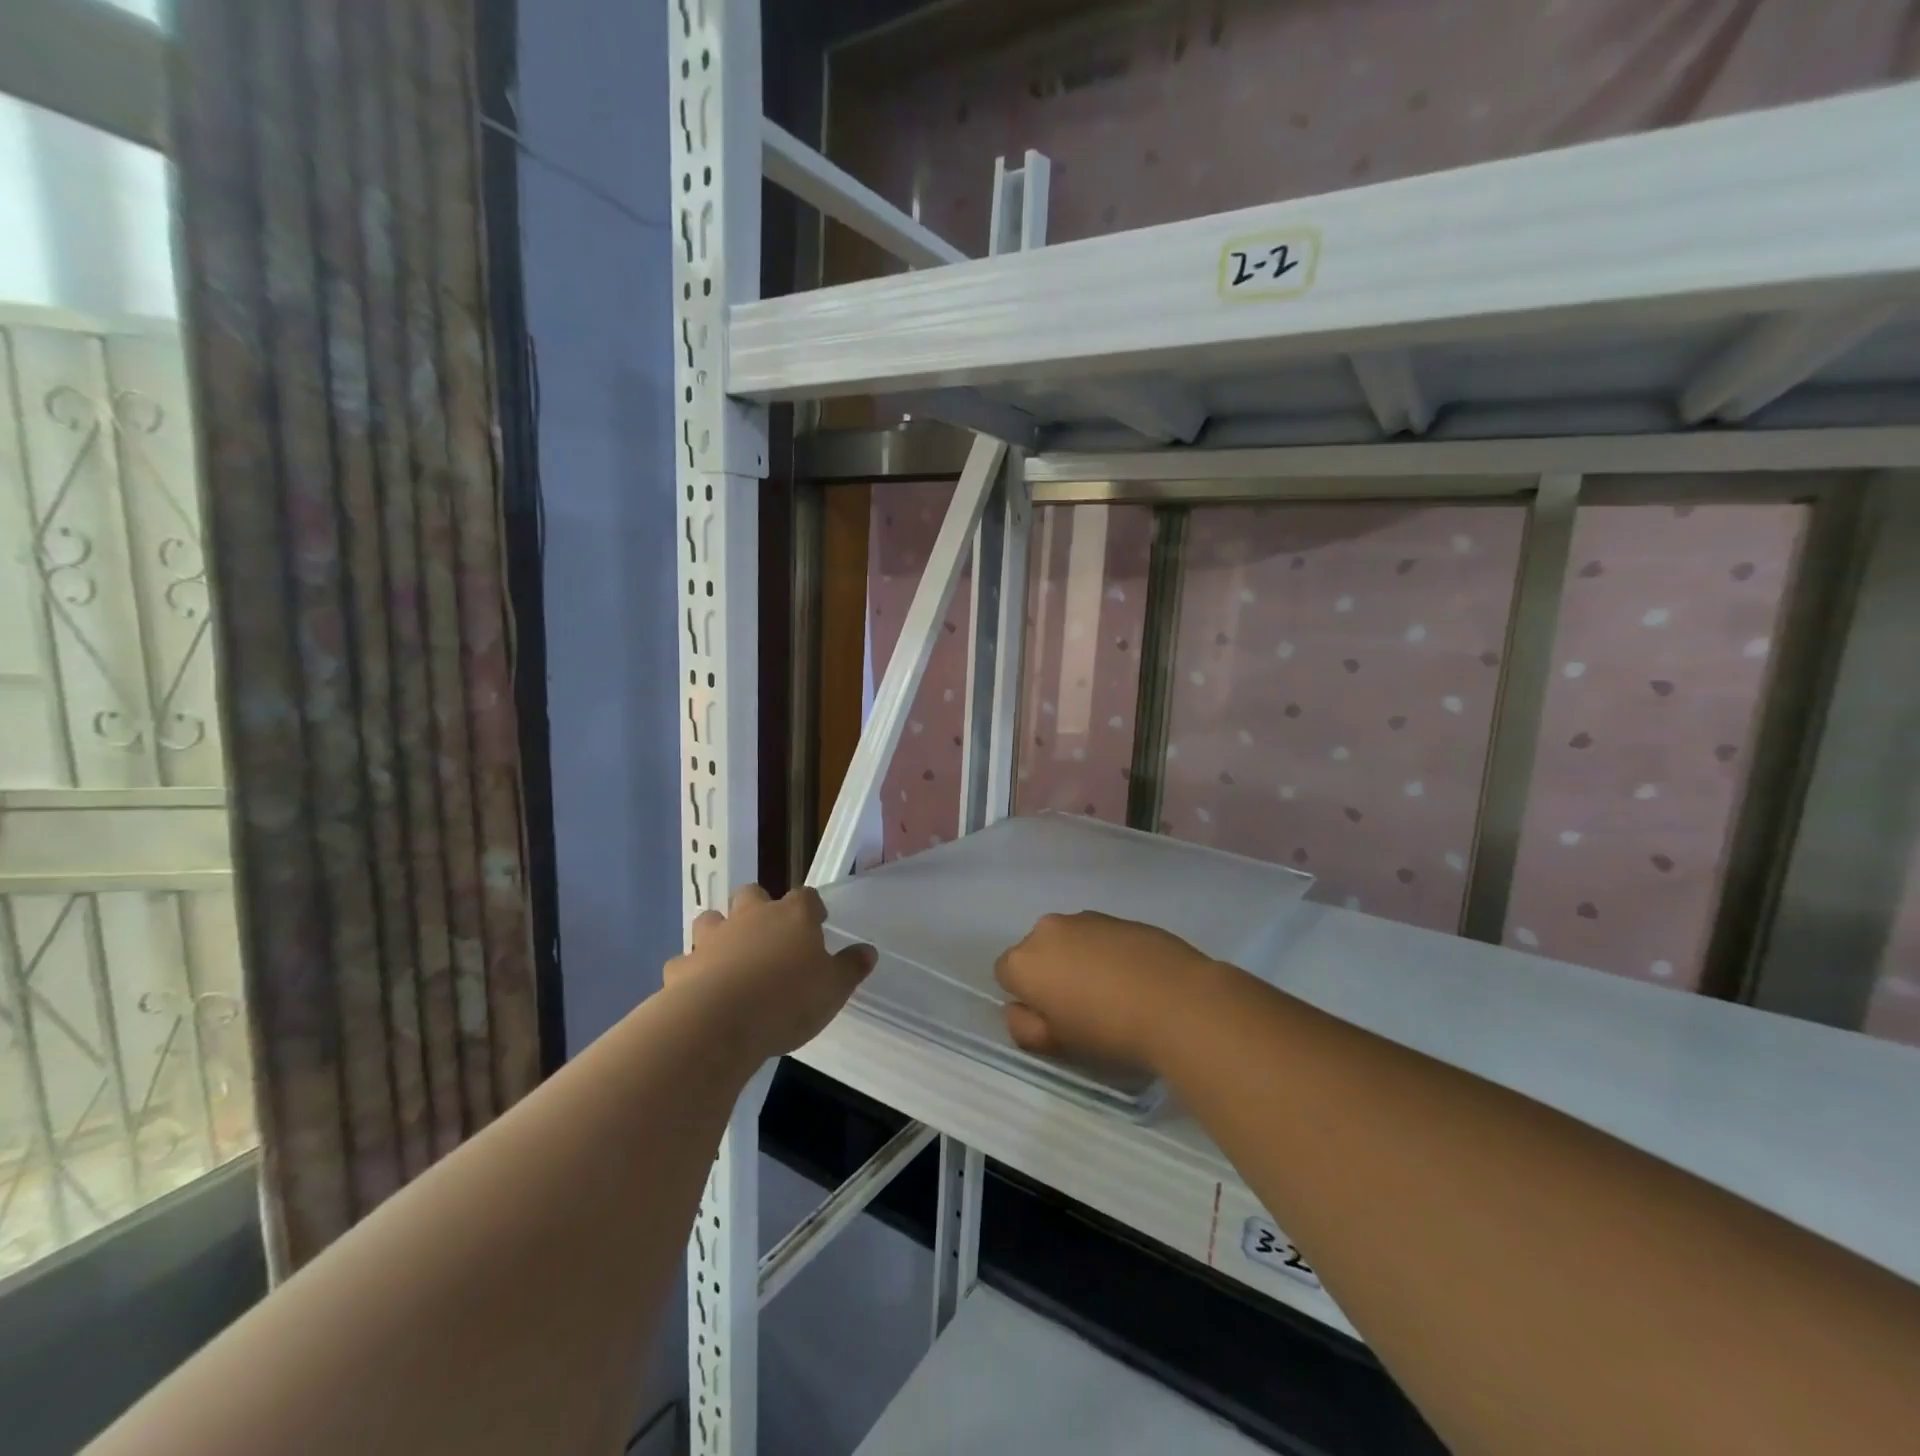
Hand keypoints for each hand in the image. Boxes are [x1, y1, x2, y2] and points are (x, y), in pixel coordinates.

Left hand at [665, 885, 874, 1058]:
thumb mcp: (834, 989)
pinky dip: (692, 971)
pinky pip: (685, 961)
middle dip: (758, 907)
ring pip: (711, 920)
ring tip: (730, 957)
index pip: (806, 896)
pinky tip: (698, 989)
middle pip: (752, 894)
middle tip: (769, 935)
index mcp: (792, 916)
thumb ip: (851, 968)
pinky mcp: (682, 967)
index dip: (812, 908)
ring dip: (719, 932)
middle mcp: (751, 917)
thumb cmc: (787, 1001)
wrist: (718, 1023)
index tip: (817, 923)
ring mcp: (712, 939)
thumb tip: (867, 951)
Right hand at [994, 911, 1216, 1071]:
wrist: (1178, 1001)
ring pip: (1069, 941)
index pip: (1006, 975)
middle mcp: (1048, 929)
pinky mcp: (1120, 917)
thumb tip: (1018, 1010)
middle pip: (1037, 952)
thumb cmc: (1108, 1030)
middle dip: (1051, 974)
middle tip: (1081, 1008)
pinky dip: (1107, 953)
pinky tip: (1134, 978)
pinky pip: (1100, 937)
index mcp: (1025, 960)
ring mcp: (1086, 918)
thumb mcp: (1057, 1045)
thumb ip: (1025, 1027)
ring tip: (1113, 993)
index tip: (1052, 1019)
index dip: (1026, 998)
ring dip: (1079, 961)